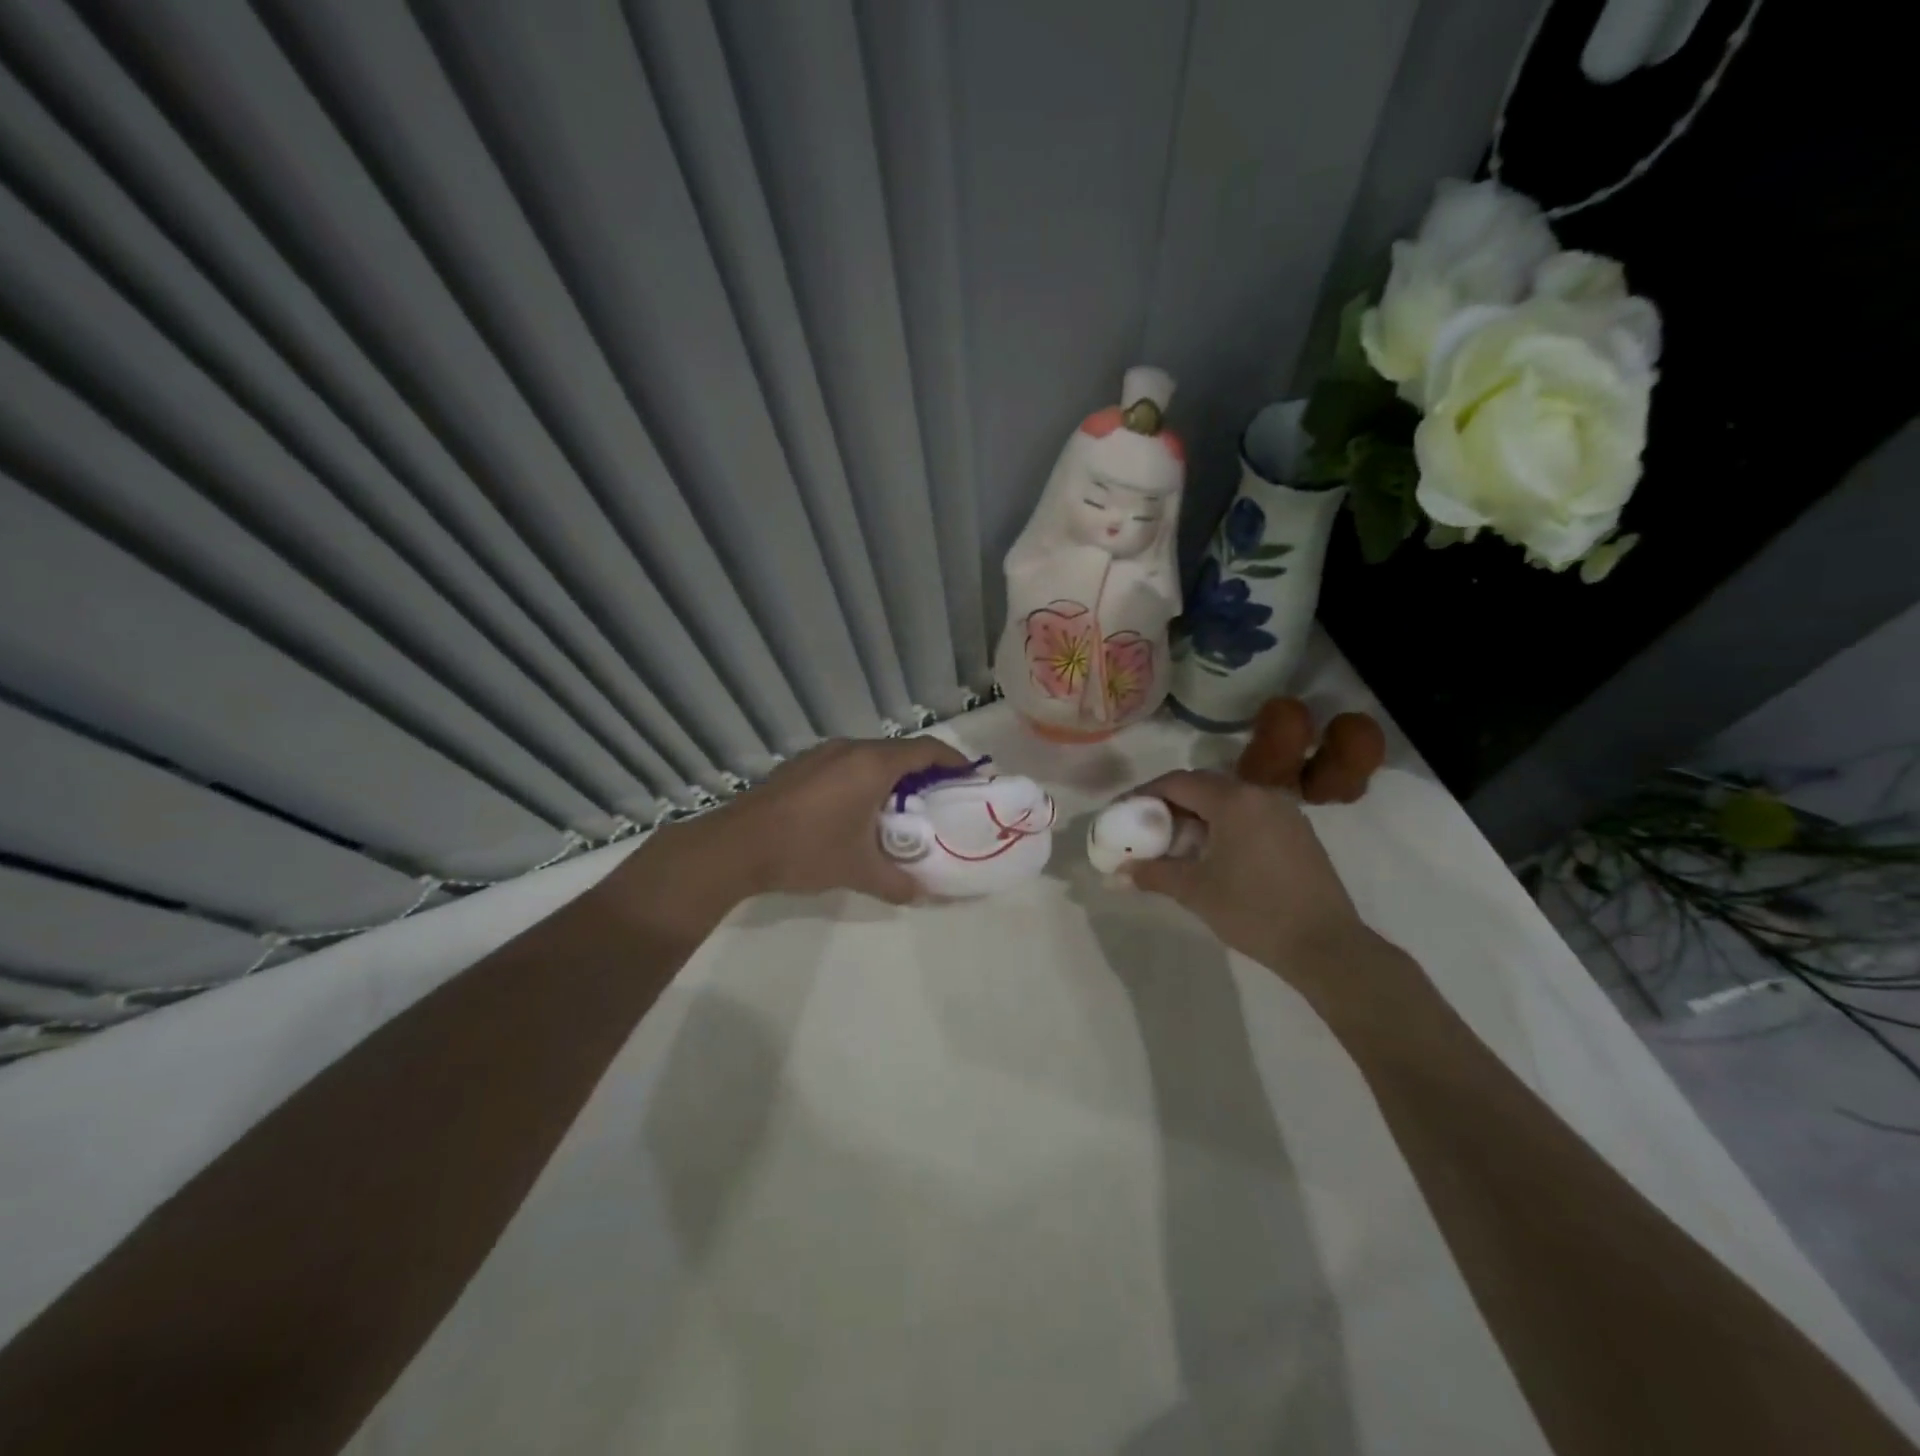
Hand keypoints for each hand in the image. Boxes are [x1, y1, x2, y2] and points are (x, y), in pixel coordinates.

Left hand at [618, 737, 974, 917]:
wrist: (735, 846)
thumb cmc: (806, 850)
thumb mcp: (858, 871)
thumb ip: (897, 882)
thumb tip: (920, 894)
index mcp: (872, 765)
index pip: (927, 750)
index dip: (953, 761)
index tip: (971, 778)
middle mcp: (850, 749)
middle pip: (899, 752)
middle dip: (924, 773)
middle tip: (938, 802)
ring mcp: (821, 754)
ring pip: (870, 757)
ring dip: (891, 777)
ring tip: (899, 810)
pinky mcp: (801, 765)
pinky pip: (846, 764)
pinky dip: (863, 780)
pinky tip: (856, 811)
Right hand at [1125, 770, 1370, 981]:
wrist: (1325, 945)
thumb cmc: (1253, 911)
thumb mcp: (1195, 891)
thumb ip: (1153, 874)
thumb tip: (1117, 873)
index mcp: (1233, 800)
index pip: (1177, 782)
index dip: (1144, 793)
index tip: (1123, 811)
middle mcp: (1260, 794)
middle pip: (1203, 786)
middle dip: (1170, 803)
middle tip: (1147, 828)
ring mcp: (1285, 812)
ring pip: (1229, 800)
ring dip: (1199, 814)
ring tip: (1179, 844)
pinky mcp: (1299, 832)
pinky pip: (1251, 814)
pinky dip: (1225, 824)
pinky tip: (1216, 854)